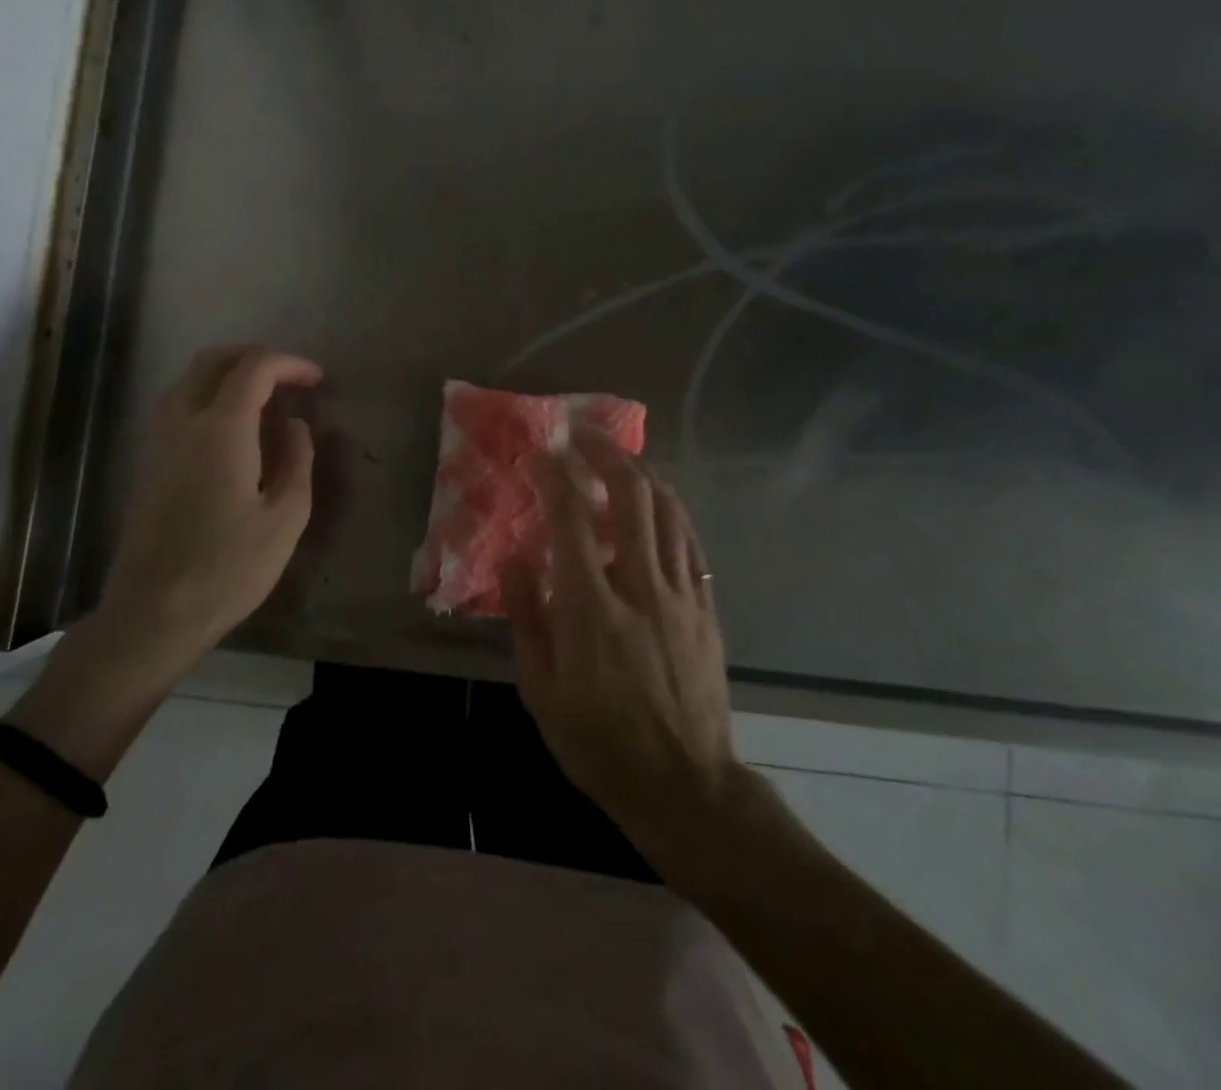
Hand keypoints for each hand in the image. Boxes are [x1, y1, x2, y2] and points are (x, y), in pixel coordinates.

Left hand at [14, 346, 320, 774]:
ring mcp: (158, 442)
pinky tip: (233, 431)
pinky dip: (208, 396)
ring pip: (188, 380)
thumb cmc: (228, 568)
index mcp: (220, 430)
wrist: (153, 613)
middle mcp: (182, 422)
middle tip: (288, 377)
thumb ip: (297, 460)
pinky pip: (177, 406)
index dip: (289, 364)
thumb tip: (295, 425)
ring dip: (227, 374)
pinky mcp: (148, 463)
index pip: (254, 369)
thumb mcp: (285, 518)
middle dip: (253, 356)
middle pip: (212, 361)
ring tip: (264, 400)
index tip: (317, 380)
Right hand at [504, 433, 744, 858]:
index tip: (538, 454)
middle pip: (630, 496)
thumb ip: (526, 618)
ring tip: (617, 454)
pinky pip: (690, 541)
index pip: (569, 520)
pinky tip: (656, 500)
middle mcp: (640, 586)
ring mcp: (681, 594)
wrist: (686, 786)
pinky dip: (670, 509)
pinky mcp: (706, 607)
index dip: (553, 477)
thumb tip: (513, 560)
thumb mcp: (541, 691)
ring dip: (641, 471)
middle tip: (582, 434)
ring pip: (667, 509)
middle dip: (605, 453)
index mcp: (591, 609)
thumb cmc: (601, 744)